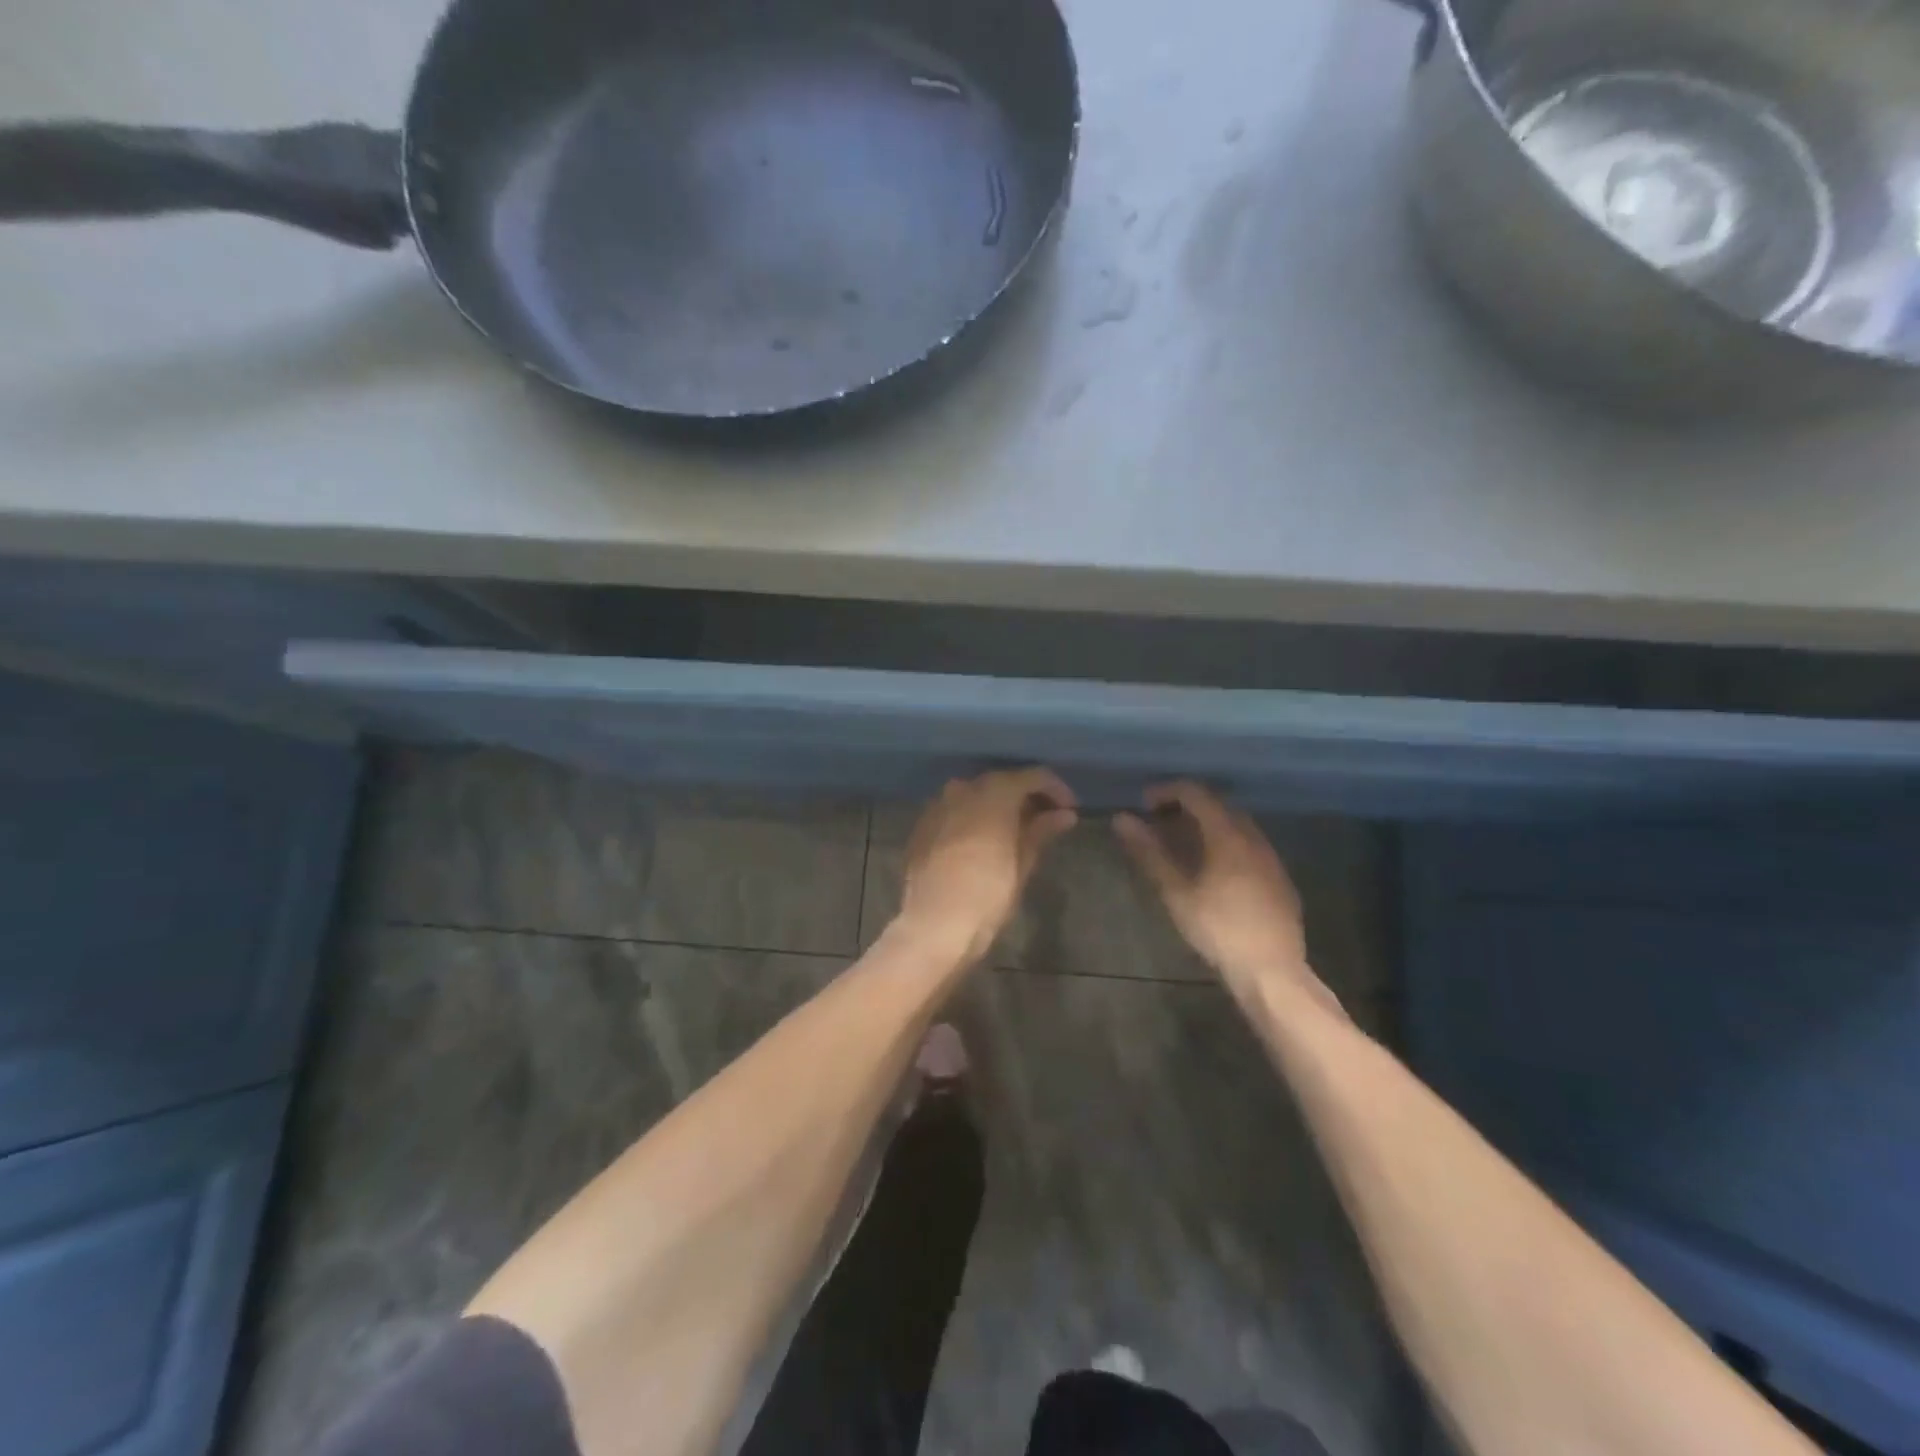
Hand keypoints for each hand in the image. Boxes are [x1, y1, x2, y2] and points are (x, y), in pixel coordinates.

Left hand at [897, 768, 1077, 962]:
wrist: (933, 924)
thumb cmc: (987, 894)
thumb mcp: (1022, 863)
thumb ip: (1041, 831)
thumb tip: (1064, 815)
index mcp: (994, 792)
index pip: (1033, 776)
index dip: (1056, 789)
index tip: (1070, 809)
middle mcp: (963, 788)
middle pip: (1001, 782)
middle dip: (1025, 797)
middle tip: (1046, 820)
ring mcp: (938, 805)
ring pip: (975, 795)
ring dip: (998, 807)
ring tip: (1016, 832)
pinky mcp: (922, 826)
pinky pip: (955, 812)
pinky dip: (973, 819)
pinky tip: (983, 841)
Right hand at [1115, 782, 1334, 1009]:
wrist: (1271, 972)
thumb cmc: (1218, 929)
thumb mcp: (1176, 892)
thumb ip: (1149, 852)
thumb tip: (1122, 819)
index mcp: (1228, 835)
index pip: (1196, 794)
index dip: (1167, 791)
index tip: (1143, 803)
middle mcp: (1254, 839)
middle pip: (1219, 806)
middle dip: (1187, 807)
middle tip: (1159, 822)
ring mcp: (1272, 860)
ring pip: (1237, 827)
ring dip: (1208, 826)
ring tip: (1183, 845)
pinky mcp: (1281, 881)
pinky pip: (1251, 848)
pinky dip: (1227, 845)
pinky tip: (1215, 871)